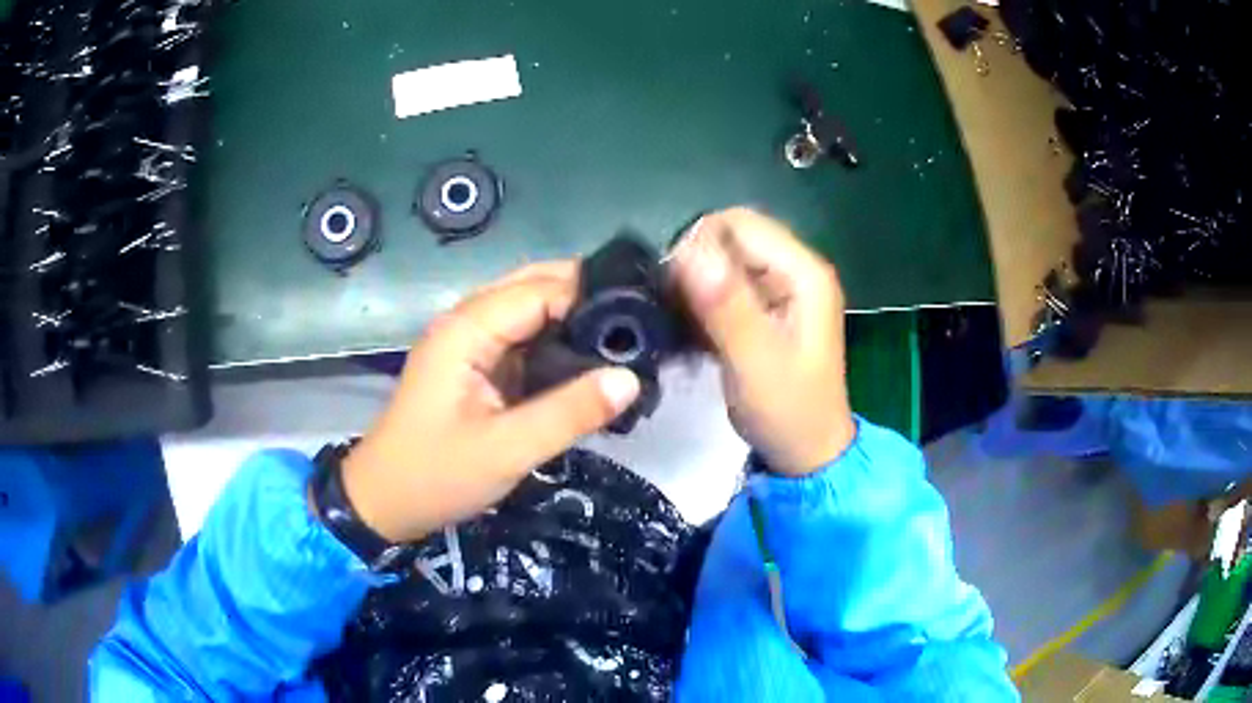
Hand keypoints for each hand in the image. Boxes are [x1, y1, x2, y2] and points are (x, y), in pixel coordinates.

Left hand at [340, 262, 640, 542]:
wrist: (385, 502)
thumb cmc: (436, 476)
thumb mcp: (506, 450)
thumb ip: (569, 413)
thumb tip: (631, 379)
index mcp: (467, 329)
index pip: (541, 289)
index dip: (592, 297)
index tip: (645, 317)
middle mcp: (467, 321)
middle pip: (535, 285)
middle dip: (586, 296)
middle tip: (642, 323)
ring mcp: (470, 341)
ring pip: (531, 309)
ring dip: (574, 317)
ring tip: (628, 338)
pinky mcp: (477, 364)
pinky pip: (524, 336)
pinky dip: (557, 340)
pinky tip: (590, 360)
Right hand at [672, 208, 854, 475]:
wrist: (807, 455)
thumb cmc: (788, 411)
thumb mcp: (756, 362)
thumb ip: (725, 305)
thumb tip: (687, 251)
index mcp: (802, 272)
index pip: (739, 223)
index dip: (699, 245)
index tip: (673, 288)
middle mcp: (794, 270)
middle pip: (729, 238)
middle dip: (695, 267)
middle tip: (676, 311)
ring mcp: (780, 291)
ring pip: (723, 263)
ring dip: (695, 287)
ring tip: (682, 325)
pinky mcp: (765, 311)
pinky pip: (724, 288)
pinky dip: (702, 303)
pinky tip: (692, 333)